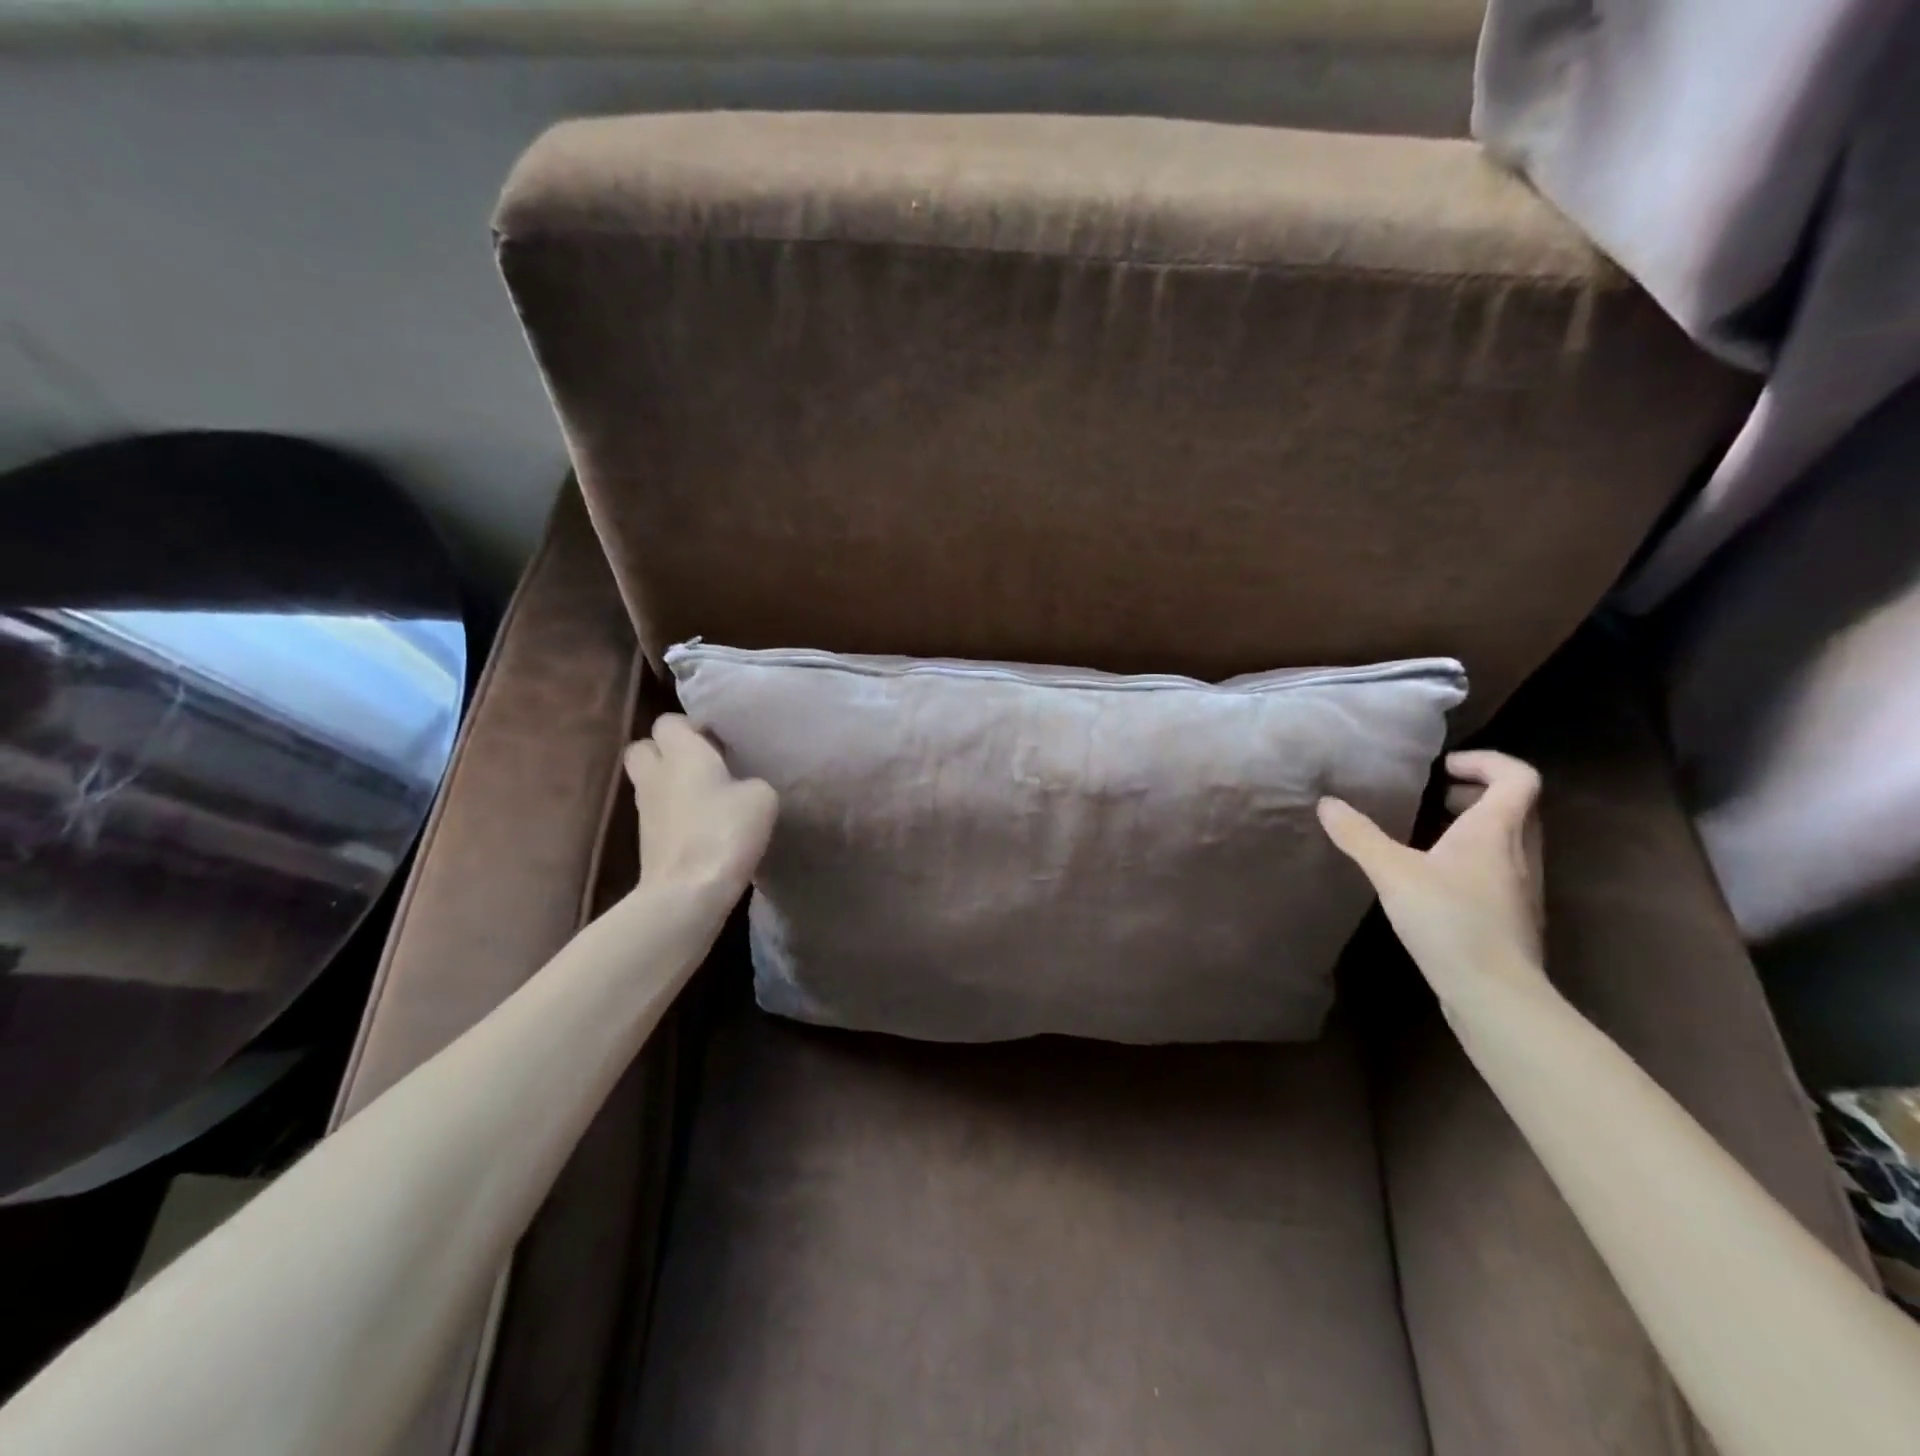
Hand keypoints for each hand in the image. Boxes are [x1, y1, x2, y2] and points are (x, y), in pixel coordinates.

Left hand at [624, 715, 776, 900]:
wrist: (687, 892)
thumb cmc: (724, 831)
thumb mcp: (761, 797)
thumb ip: (751, 781)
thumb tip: (741, 788)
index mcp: (680, 752)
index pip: (669, 721)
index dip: (693, 726)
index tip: (720, 741)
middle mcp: (655, 774)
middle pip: (645, 747)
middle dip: (669, 750)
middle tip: (703, 762)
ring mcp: (645, 809)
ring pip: (650, 780)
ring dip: (671, 782)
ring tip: (709, 794)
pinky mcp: (647, 839)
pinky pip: (658, 811)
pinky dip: (675, 811)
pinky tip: (704, 824)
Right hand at [1317, 750, 1548, 1006]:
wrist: (1496, 993)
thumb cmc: (1449, 920)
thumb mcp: (1392, 872)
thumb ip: (1358, 835)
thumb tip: (1327, 804)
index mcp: (1496, 831)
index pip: (1518, 777)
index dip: (1486, 762)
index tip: (1444, 767)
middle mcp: (1519, 852)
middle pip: (1518, 805)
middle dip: (1477, 791)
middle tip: (1436, 796)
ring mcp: (1522, 886)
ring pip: (1511, 838)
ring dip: (1477, 825)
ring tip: (1431, 833)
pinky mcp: (1515, 914)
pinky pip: (1502, 867)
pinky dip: (1475, 856)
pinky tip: (1437, 877)